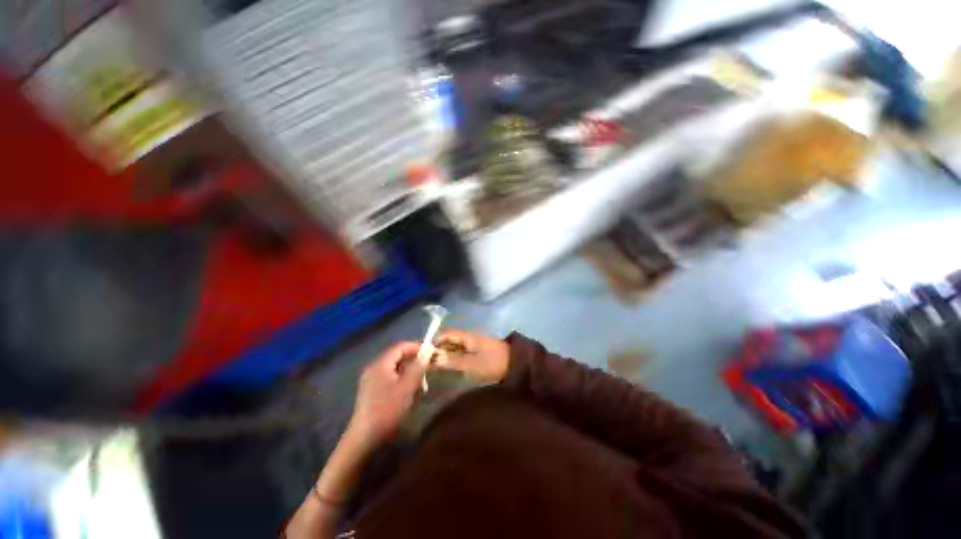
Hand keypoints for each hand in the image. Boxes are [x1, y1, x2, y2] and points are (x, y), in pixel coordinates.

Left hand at [348, 341, 425, 447]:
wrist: (365, 437)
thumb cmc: (387, 408)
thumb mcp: (407, 386)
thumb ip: (418, 367)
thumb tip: (428, 351)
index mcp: (380, 364)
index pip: (400, 346)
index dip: (416, 346)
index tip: (430, 351)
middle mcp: (373, 368)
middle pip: (396, 356)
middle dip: (413, 359)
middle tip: (428, 364)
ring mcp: (370, 380)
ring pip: (393, 367)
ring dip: (408, 370)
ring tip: (420, 378)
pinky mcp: (370, 391)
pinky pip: (389, 377)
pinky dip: (400, 378)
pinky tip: (408, 389)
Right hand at [435, 329, 510, 383]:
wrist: (517, 363)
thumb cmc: (493, 362)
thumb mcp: (472, 364)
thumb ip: (453, 361)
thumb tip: (433, 358)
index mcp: (467, 336)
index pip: (446, 334)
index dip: (434, 343)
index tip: (424, 356)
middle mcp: (469, 337)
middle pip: (450, 340)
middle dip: (439, 350)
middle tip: (428, 365)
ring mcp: (476, 344)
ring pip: (456, 347)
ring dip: (447, 355)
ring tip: (437, 369)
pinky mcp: (480, 352)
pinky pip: (463, 353)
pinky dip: (456, 359)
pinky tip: (452, 369)